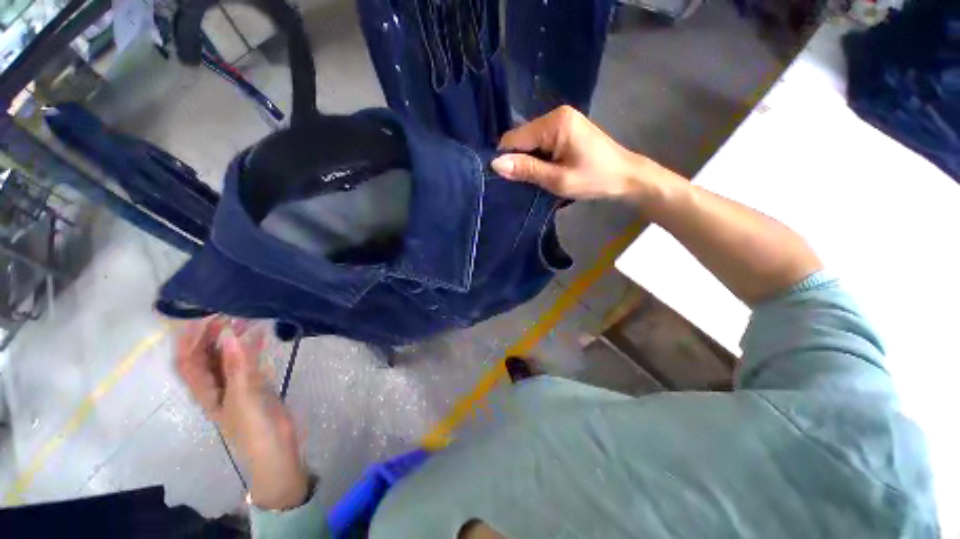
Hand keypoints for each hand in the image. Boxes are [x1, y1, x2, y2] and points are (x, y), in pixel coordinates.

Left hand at [175, 318, 308, 509]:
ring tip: (247, 318)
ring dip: (233, 337)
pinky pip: (248, 360)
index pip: (188, 359)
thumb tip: (230, 333)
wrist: (278, 445)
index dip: (190, 338)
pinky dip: (252, 346)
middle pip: (206, 355)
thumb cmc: (254, 426)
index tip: (203, 315)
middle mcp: (216, 384)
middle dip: (212, 333)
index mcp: (205, 390)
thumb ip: (238, 365)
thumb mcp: (244, 395)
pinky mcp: (255, 383)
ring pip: (228, 355)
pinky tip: (261, 334)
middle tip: (230, 312)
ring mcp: (236, 383)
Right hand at [491, 106, 657, 201]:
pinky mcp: (566, 127)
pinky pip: (541, 141)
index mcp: (554, 122)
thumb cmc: (593, 179)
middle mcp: (556, 114)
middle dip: (520, 160)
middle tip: (528, 182)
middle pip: (522, 137)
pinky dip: (539, 157)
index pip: (514, 137)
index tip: (511, 180)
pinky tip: (547, 169)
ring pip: (530, 141)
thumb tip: (495, 164)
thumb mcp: (557, 179)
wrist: (625, 176)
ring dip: (530, 160)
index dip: (507, 159)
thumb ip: (526, 169)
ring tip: (540, 177)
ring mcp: (562, 119)